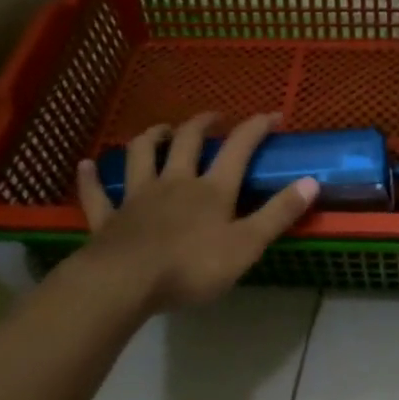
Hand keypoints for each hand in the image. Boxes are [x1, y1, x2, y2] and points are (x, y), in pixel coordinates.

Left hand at [75, 111, 316, 311]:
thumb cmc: (190, 267)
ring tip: (161, 130)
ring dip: (151, 138)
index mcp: (211, 189)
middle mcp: (175, 182)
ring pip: (142, 156)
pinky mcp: (108, 219)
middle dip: (202, 124)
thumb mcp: (246, 245)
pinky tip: (86, 166)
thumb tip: (312, 181)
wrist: (124, 284)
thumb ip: (278, 214)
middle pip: (188, 142)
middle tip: (213, 117)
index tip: (272, 115)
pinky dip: (91, 179)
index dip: (256, 127)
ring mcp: (138, 197)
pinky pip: (97, 194)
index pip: (238, 147)